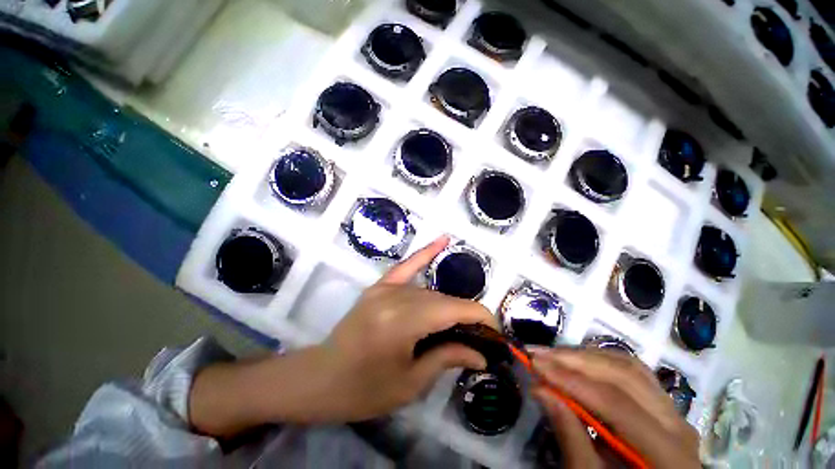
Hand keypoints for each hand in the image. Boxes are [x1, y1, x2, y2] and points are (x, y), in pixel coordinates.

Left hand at [316, 236, 498, 421]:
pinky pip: (406, 266)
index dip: (479, 318)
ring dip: (450, 305)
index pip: (453, 310)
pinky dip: (425, 253)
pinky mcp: (379, 286)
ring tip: (463, 322)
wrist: (320, 378)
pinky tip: (444, 240)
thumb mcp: (410, 383)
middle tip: (481, 336)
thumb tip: (481, 355)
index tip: (495, 333)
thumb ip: (447, 358)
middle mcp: (395, 298)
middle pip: (443, 301)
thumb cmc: (363, 390)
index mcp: (402, 322)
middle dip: (467, 315)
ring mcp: (385, 288)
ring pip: (430, 291)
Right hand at [531, 349, 699, 468]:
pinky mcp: (660, 402)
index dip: (571, 380)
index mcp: (668, 452)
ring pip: (628, 367)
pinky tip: (577, 361)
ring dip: (584, 357)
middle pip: (623, 376)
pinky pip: (631, 370)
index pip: (616, 404)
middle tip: (537, 353)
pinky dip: (599, 361)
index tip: (534, 363)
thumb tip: (540, 390)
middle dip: (573, 360)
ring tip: (551, 355)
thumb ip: (570, 437)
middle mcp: (676, 422)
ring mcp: (671, 409)